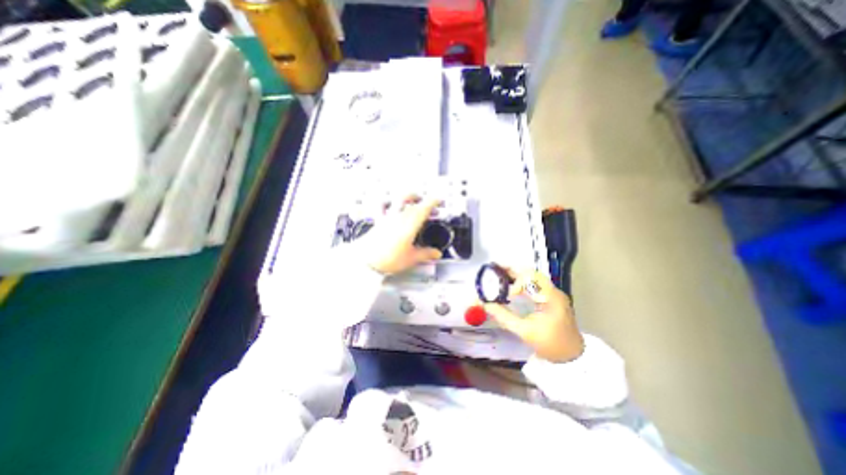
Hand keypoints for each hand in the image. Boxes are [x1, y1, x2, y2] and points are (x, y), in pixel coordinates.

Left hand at [357, 194, 443, 273]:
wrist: (366, 261)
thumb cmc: (389, 259)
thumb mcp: (411, 258)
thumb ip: (425, 254)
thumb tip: (437, 253)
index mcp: (409, 225)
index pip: (423, 208)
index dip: (433, 202)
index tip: (439, 200)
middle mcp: (399, 217)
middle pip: (413, 203)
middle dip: (423, 201)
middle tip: (429, 206)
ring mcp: (388, 217)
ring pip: (398, 200)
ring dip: (407, 197)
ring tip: (413, 199)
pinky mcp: (379, 221)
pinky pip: (383, 206)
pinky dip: (387, 202)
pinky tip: (389, 203)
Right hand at [480, 269, 585, 361]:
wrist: (572, 358)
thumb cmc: (550, 344)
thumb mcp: (524, 331)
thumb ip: (503, 317)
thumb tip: (486, 305)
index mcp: (550, 296)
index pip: (531, 277)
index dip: (516, 282)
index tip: (508, 294)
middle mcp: (553, 291)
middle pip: (531, 273)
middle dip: (513, 271)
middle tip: (496, 270)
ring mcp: (554, 294)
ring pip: (533, 278)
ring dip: (517, 276)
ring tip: (500, 276)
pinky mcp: (552, 299)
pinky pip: (535, 285)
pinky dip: (522, 284)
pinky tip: (512, 288)